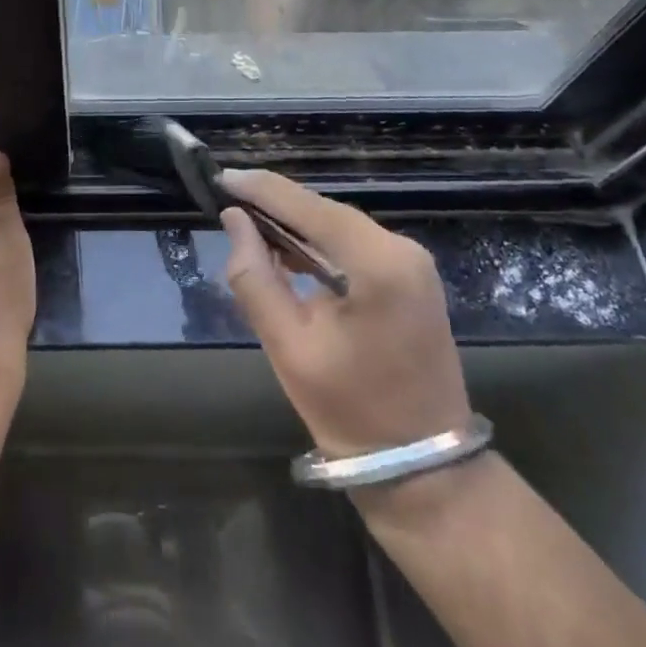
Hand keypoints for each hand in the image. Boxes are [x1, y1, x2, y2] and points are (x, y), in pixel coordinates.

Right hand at [220, 170, 470, 458]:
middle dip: (276, 204)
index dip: (261, 189)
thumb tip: (234, 220)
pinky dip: (319, 242)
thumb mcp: (288, 346)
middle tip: (227, 200)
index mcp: (378, 265)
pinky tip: (287, 251)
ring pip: (339, 225)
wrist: (425, 468)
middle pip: (326, 211)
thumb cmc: (350, 411)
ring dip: (295, 223)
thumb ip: (255, 277)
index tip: (220, 178)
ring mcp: (413, 263)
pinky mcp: (412, 277)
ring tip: (247, 223)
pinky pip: (355, 244)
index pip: (309, 207)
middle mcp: (403, 250)